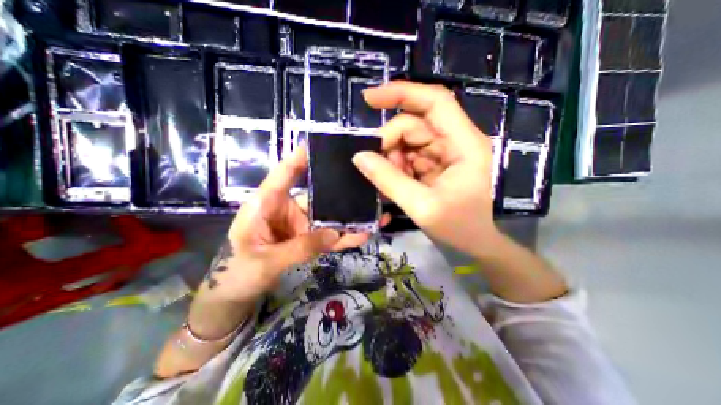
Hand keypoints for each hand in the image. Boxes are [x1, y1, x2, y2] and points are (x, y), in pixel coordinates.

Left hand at [199, 146, 374, 303]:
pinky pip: (329, 236)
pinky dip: (345, 236)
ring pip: (328, 217)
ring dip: (349, 218)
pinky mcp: (308, 239)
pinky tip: (364, 234)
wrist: (237, 294)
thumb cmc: (239, 272)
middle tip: (365, 183)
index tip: (320, 144)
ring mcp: (300, 225)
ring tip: (374, 214)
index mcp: (267, 204)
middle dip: (340, 192)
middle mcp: (287, 209)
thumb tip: (335, 234)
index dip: (300, 158)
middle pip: (317, 195)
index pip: (284, 174)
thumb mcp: (266, 260)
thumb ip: (300, 247)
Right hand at [351, 81, 499, 257]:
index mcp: (464, 144)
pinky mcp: (436, 163)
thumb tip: (359, 157)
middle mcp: (456, 141)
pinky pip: (409, 155)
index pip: (435, 102)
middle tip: (373, 163)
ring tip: (387, 179)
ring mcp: (445, 152)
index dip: (402, 93)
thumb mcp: (421, 207)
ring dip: (392, 157)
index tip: (369, 99)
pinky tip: (394, 181)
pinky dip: (397, 165)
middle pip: (415, 123)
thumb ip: (389, 180)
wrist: (475, 244)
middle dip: (390, 141)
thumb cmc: (458, 228)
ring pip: (409, 140)